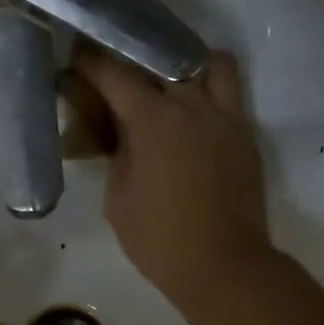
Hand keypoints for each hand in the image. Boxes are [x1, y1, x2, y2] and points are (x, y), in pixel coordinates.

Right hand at [64, 44, 272, 313]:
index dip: (91, 63)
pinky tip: (194, 116)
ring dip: (188, 66)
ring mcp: (226, 118)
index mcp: (153, 120)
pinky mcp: (246, 136)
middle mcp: (192, 106)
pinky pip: (231, 95)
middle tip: (120, 72)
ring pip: (212, 63)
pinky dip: (211, 92)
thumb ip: (118, 155)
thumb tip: (120, 133)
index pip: (115, 74)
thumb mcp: (119, 199)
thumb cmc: (160, 240)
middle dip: (136, 57)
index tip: (77, 59)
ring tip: (172, 86)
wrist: (224, 267)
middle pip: (162, 58)